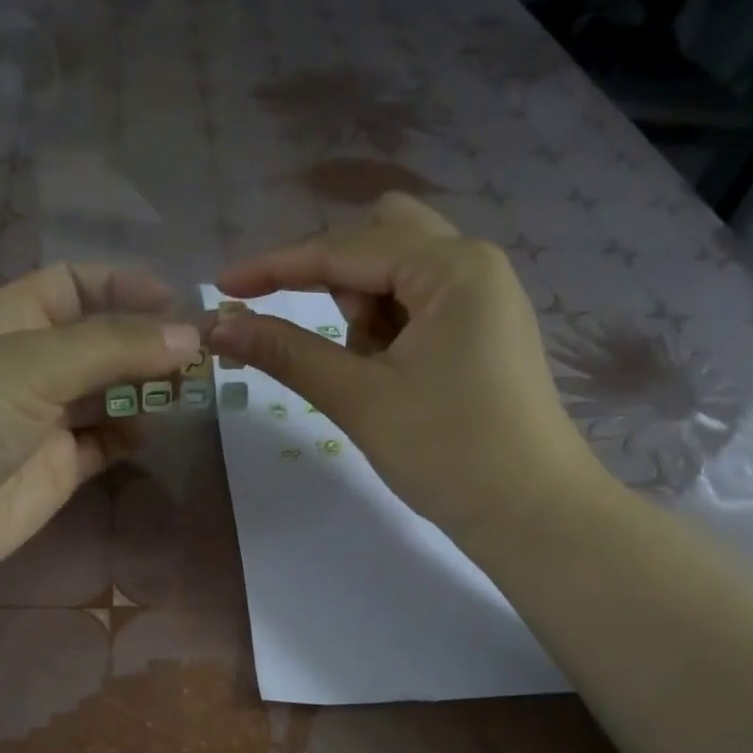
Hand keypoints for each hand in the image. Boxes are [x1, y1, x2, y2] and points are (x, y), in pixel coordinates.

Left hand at [0, 263, 199, 599]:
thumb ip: (111, 347)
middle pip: (99, 341)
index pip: (73, 286)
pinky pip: (103, 443)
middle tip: (200, 353)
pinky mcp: (53, 471)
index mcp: (8, 320)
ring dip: (144, 388)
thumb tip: (189, 334)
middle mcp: (27, 365)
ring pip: (107, 394)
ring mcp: (41, 421)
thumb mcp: (28, 364)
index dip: (122, 286)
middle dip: (145, 342)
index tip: (175, 301)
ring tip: (187, 389)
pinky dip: (128, 434)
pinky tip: (147, 430)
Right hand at [207, 193, 611, 546]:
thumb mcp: (360, 399)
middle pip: (379, 237)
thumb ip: (287, 353)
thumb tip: (219, 328)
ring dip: (364, 310)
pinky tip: (393, 378)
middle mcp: (473, 264)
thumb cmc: (449, 453)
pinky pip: (418, 305)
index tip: (223, 285)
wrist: (533, 515)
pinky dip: (389, 329)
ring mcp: (482, 296)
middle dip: (333, 279)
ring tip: (370, 375)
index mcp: (452, 267)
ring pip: (398, 272)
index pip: (345, 249)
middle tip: (324, 338)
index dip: (277, 266)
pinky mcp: (482, 329)